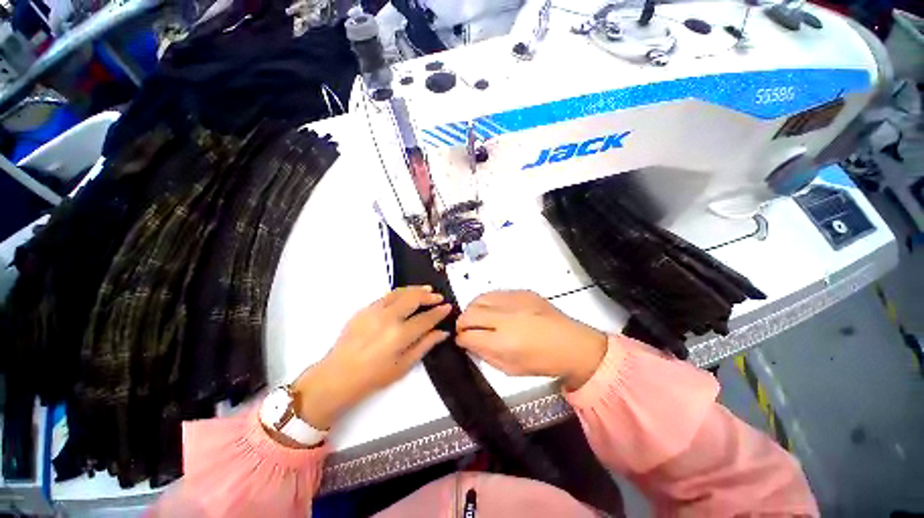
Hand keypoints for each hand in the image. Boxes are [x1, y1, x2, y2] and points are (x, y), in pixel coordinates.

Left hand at [291, 286, 451, 429]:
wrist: (338, 375)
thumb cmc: (374, 376)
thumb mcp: (404, 365)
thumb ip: (425, 345)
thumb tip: (442, 332)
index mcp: (399, 335)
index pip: (426, 318)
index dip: (439, 312)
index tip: (448, 307)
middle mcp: (388, 318)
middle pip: (413, 299)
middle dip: (429, 296)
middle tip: (438, 297)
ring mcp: (374, 311)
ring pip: (400, 292)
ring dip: (415, 290)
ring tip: (426, 289)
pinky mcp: (364, 309)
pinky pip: (386, 296)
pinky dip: (400, 293)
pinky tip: (405, 296)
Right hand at [456, 290, 607, 390]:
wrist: (572, 343)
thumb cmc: (542, 362)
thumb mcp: (510, 368)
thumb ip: (485, 354)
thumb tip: (468, 342)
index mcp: (503, 343)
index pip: (468, 335)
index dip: (460, 338)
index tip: (461, 340)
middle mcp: (505, 318)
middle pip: (469, 313)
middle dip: (462, 322)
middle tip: (465, 329)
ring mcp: (514, 301)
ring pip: (479, 299)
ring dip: (473, 309)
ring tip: (477, 317)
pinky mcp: (522, 291)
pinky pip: (495, 293)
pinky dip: (488, 302)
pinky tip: (493, 310)